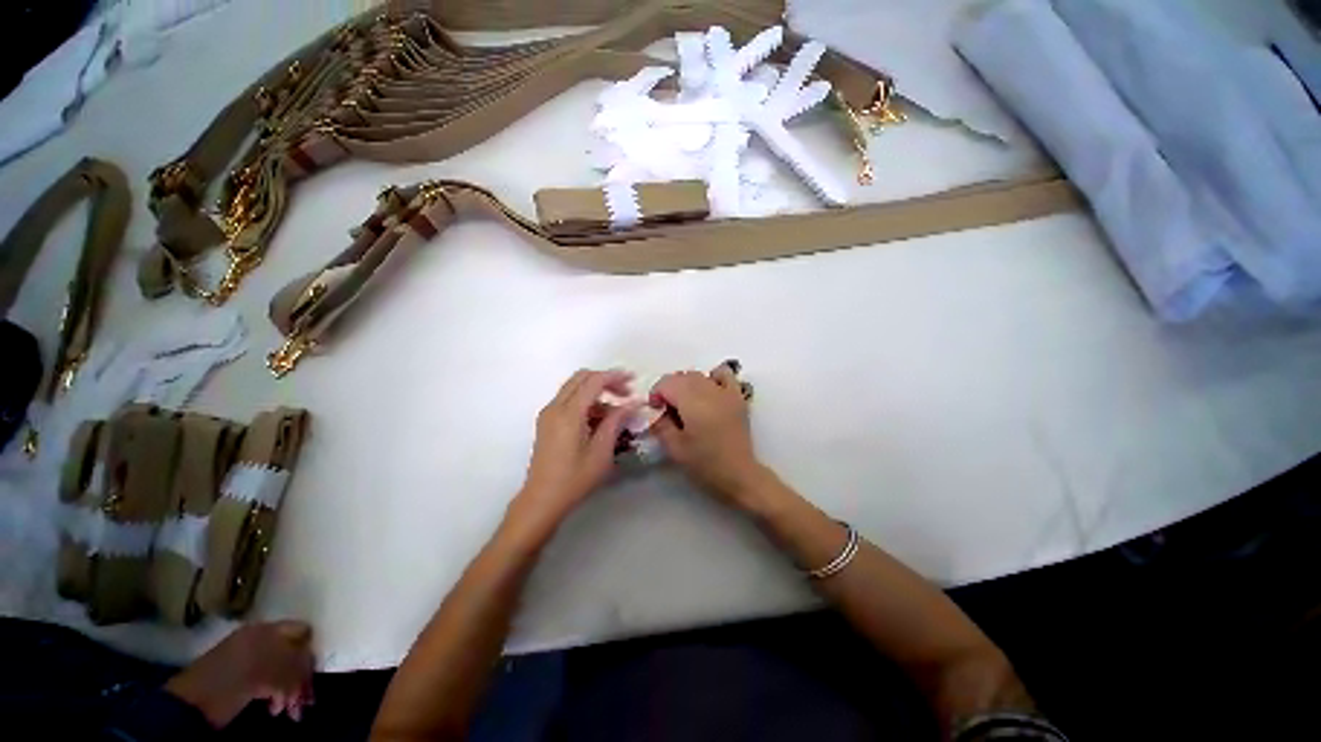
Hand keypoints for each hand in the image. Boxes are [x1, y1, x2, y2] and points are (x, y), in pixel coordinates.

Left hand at [165, 621, 315, 726]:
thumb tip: (311, 663)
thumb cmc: (227, 686)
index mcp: (264, 631)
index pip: (301, 633)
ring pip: (285, 669)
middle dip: (302, 676)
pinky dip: (279, 694)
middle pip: (294, 652)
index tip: (313, 676)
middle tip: (306, 701)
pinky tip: (276, 709)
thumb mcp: (264, 675)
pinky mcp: (245, 676)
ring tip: (291, 711)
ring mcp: (251, 657)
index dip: (309, 652)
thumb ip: (292, 665)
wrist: (189, 706)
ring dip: (292, 689)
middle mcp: (261, 638)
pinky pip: (272, 679)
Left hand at [514, 369, 638, 529]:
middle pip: (582, 377)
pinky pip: (568, 400)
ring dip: (596, 391)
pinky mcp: (547, 422)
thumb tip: (633, 403)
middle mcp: (555, 407)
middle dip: (606, 380)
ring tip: (616, 411)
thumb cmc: (575, 479)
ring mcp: (549, 414)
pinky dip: (586, 401)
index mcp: (569, 413)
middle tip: (625, 393)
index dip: (615, 377)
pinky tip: (600, 420)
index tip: (634, 380)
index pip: (594, 381)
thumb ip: (616, 421)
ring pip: (575, 388)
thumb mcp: (601, 451)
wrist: (542, 500)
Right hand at [650, 363, 765, 505]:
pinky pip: (723, 374)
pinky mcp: (737, 396)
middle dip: (669, 389)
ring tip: (686, 403)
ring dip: (687, 384)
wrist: (739, 474)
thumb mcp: (674, 448)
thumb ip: (661, 424)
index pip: (666, 382)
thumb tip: (655, 411)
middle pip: (681, 376)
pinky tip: (708, 392)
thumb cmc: (704, 463)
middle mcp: (708, 390)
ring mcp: (725, 391)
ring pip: (698, 375)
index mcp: (691, 402)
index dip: (656, 394)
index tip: (656, 411)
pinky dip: (712, 377)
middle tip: (668, 411)